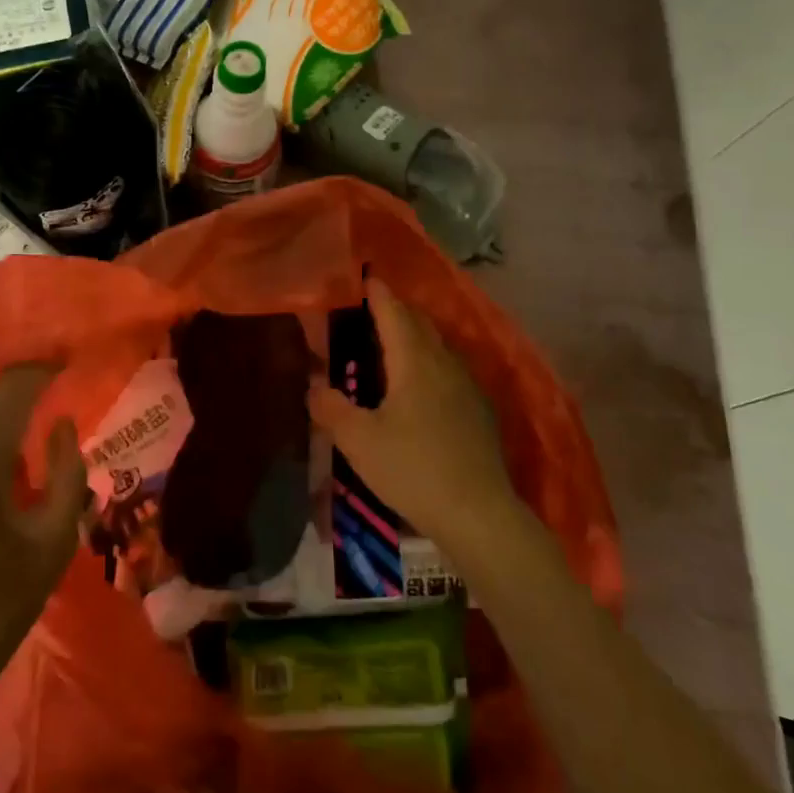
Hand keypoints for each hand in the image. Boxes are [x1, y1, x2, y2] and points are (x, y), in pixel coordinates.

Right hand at [308, 278, 517, 557]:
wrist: (479, 514)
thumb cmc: (413, 469)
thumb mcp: (359, 441)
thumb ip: (331, 409)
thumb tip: (314, 386)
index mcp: (414, 361)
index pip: (394, 313)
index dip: (378, 294)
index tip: (365, 278)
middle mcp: (444, 364)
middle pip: (419, 324)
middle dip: (396, 311)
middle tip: (371, 311)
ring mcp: (467, 387)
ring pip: (438, 347)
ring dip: (415, 337)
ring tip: (391, 346)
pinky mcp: (479, 411)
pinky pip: (449, 371)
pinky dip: (429, 363)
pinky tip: (421, 387)